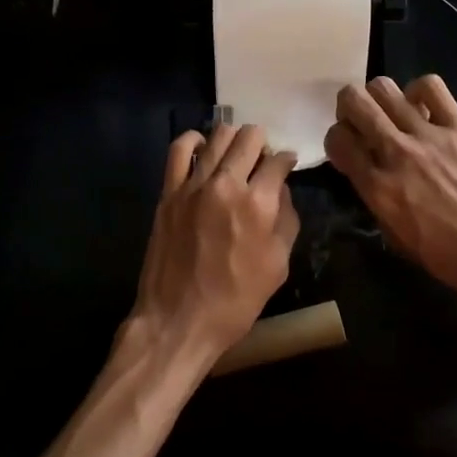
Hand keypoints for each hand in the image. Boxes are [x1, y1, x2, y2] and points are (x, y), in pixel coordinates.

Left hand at [132, 125, 299, 361]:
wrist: (178, 320)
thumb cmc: (235, 301)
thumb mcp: (278, 266)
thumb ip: (285, 221)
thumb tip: (282, 191)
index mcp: (258, 204)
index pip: (278, 161)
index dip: (287, 160)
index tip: (286, 166)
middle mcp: (226, 184)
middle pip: (249, 138)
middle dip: (263, 143)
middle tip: (262, 160)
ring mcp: (193, 185)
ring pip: (218, 137)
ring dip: (234, 139)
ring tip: (236, 153)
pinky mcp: (169, 192)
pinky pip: (179, 150)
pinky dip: (194, 141)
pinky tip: (203, 147)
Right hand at [325, 75, 456, 300]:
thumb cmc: (446, 255)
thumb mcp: (395, 236)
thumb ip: (374, 197)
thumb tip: (366, 171)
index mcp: (377, 187)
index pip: (337, 139)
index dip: (336, 140)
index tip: (348, 147)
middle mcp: (396, 153)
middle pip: (354, 102)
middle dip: (349, 107)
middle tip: (361, 121)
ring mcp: (428, 136)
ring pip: (385, 88)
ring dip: (379, 97)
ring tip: (390, 112)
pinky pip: (431, 87)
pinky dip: (420, 91)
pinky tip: (423, 107)